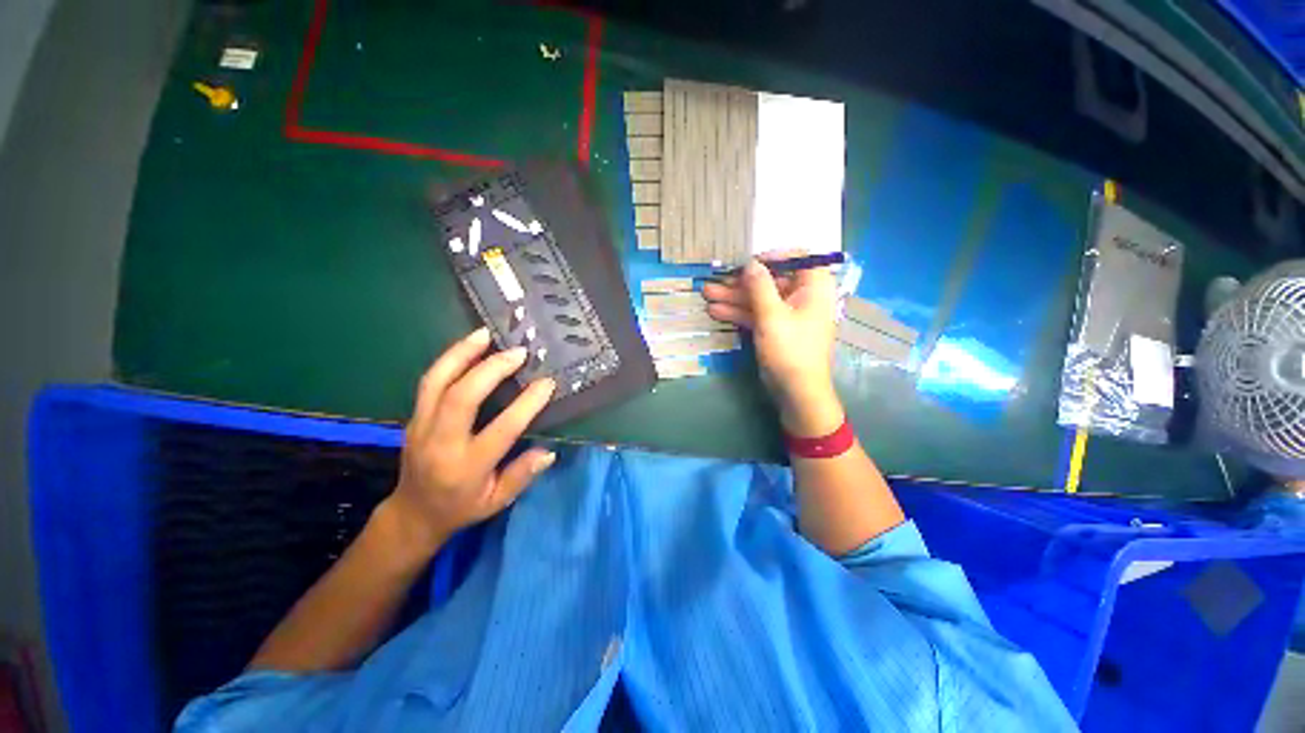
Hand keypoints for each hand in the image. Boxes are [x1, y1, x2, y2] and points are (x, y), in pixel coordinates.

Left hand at [388, 327, 556, 551]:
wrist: (413, 512)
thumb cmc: (462, 507)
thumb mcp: (497, 501)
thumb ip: (522, 475)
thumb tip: (549, 451)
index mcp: (466, 466)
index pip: (501, 429)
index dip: (526, 404)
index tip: (547, 383)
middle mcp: (440, 443)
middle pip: (462, 397)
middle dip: (492, 370)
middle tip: (519, 352)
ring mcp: (420, 426)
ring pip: (437, 382)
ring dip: (462, 353)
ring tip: (486, 333)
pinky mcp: (414, 415)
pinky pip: (430, 381)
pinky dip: (449, 359)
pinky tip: (468, 345)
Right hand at [702, 254, 843, 436]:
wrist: (796, 391)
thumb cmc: (790, 350)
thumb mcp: (772, 315)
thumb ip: (759, 286)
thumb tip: (750, 262)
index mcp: (813, 287)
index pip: (797, 258)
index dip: (772, 256)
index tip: (748, 261)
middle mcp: (802, 297)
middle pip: (771, 280)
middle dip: (742, 281)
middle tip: (716, 278)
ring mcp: (786, 314)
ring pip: (759, 298)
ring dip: (734, 297)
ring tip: (707, 293)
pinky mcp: (775, 329)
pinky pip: (756, 314)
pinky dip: (738, 313)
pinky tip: (716, 311)